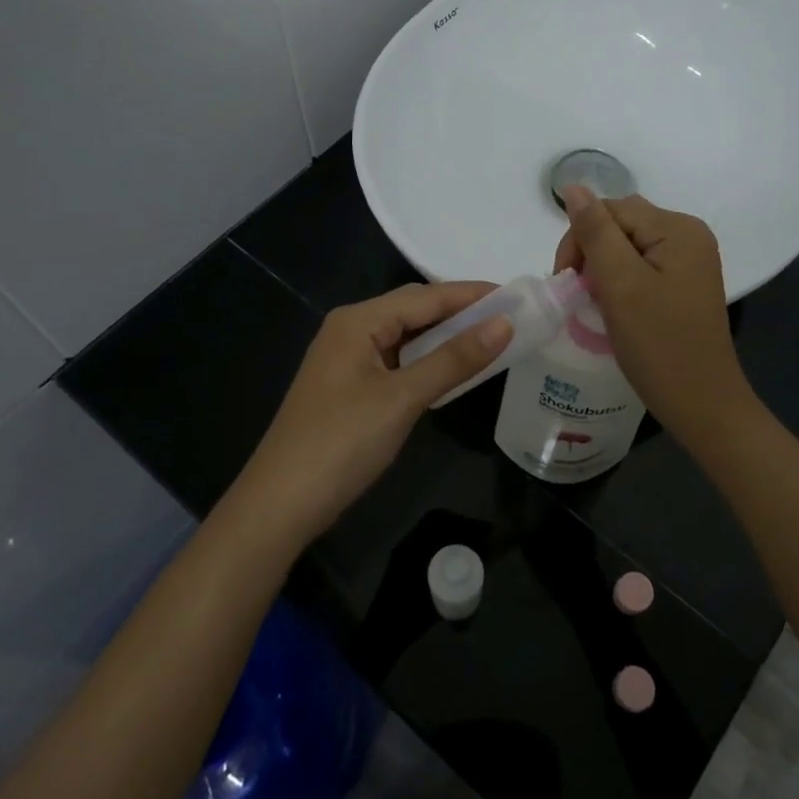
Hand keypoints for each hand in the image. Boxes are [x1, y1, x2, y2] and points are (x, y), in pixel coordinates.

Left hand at [229, 283, 511, 549]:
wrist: (281, 504)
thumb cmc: (341, 443)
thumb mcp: (402, 398)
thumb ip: (454, 359)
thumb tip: (505, 324)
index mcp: (358, 321)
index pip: (425, 296)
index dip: (471, 294)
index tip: (517, 295)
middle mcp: (350, 330)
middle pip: (414, 310)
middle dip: (461, 312)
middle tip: (511, 317)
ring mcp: (347, 360)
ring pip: (406, 336)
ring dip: (446, 337)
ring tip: (492, 337)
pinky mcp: (349, 387)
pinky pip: (398, 361)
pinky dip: (428, 360)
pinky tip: (452, 368)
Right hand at [554, 188, 753, 445]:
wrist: (702, 404)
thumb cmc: (659, 345)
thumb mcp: (621, 284)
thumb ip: (595, 232)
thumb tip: (573, 187)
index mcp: (678, 228)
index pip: (611, 210)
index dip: (580, 238)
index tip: (566, 281)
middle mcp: (689, 235)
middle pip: (621, 225)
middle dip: (591, 254)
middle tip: (579, 295)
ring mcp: (689, 261)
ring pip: (628, 247)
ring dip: (603, 270)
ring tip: (594, 303)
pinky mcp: (684, 284)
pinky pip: (642, 267)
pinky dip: (620, 283)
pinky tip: (614, 308)